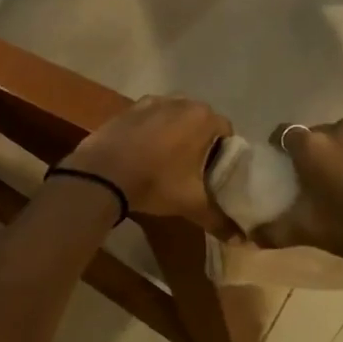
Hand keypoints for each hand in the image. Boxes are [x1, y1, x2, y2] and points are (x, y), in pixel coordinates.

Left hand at [60, 96, 236, 232]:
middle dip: (200, 141)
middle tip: (194, 169)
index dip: (224, 152)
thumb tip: (241, 240)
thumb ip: (219, 219)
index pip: (226, 132)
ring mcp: (153, 101)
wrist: (102, 173)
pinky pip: (151, 117)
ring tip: (169, 160)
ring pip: (175, 117)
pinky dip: (153, 130)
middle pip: (201, 121)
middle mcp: (181, 102)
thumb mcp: (191, 204)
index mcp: (203, 118)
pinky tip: (145, 152)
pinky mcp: (129, 108)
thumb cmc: (155, 182)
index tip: (215, 173)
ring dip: (176, 133)